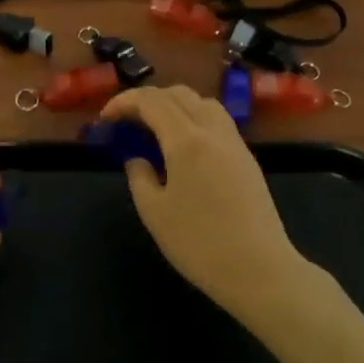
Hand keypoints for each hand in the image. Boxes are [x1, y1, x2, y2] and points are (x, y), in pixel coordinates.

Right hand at [100, 86, 310, 319]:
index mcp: (186, 140)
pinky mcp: (247, 158)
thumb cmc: (198, 243)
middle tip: (127, 121)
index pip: (151, 101)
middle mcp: (212, 131)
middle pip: (179, 94)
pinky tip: (183, 145)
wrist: (258, 269)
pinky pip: (217, 121)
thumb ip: (139, 177)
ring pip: (202, 102)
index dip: (123, 102)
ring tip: (155, 128)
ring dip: (174, 104)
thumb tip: (137, 159)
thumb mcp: (154, 213)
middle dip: (147, 99)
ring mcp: (235, 142)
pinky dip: (194, 118)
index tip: (105, 119)